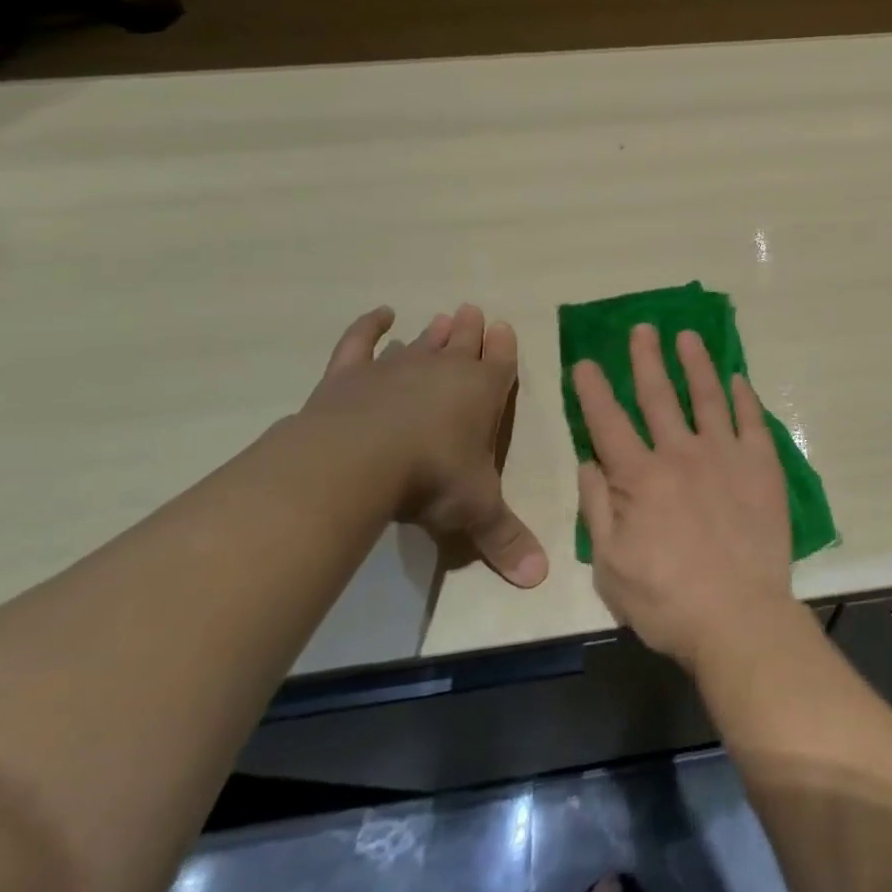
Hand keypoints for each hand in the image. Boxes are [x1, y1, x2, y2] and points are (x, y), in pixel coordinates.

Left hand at [299, 304, 547, 587]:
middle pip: (462, 343)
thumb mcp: (477, 512)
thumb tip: (540, 580)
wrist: (358, 462)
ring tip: (441, 318)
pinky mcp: (351, 374)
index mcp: (483, 393)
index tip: (504, 326)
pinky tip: (379, 314)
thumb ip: (506, 540)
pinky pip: (361, 342)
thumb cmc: (432, 478)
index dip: (504, 346)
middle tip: (472, 311)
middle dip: (471, 329)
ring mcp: (396, 367)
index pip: (501, 362)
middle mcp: (445, 371)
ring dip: (433, 332)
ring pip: (421, 342)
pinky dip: (369, 326)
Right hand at [573, 323, 793, 670]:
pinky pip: (751, 420)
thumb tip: (589, 462)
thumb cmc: (666, 601)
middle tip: (642, 328)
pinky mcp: (761, 465)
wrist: (739, 617)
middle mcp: (680, 454)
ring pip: (707, 396)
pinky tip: (738, 378)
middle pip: (658, 396)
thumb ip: (598, 509)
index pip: (608, 423)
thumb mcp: (610, 565)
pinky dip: (743, 396)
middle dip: (646, 359)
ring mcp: (725, 455)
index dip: (594, 390)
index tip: (585, 361)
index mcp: (639, 478)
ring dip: (695, 363)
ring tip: (687, 336)